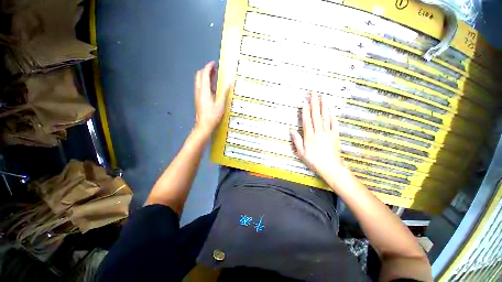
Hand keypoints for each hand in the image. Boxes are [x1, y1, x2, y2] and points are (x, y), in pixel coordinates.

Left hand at [193, 62, 230, 134]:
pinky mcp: (198, 99)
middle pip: (199, 75)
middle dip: (206, 70)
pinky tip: (212, 87)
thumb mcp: (220, 104)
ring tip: (214, 76)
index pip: (204, 74)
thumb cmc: (212, 116)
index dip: (209, 67)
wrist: (203, 126)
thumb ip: (224, 92)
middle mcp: (199, 90)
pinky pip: (200, 86)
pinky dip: (205, 82)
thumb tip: (229, 82)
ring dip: (205, 76)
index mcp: (204, 90)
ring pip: (199, 80)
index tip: (214, 63)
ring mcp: (198, 95)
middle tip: (215, 69)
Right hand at [291, 92, 344, 176]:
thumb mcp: (301, 153)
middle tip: (313, 94)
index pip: (307, 121)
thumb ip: (297, 140)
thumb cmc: (314, 160)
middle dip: (314, 104)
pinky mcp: (335, 135)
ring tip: (322, 98)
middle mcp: (319, 132)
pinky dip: (332, 115)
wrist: (330, 166)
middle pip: (316, 116)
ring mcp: (328, 133)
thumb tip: (292, 130)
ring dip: (323, 107)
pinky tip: (331, 110)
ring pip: (325, 117)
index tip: (305, 102)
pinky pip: (334, 123)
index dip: (305, 111)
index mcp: (310, 136)